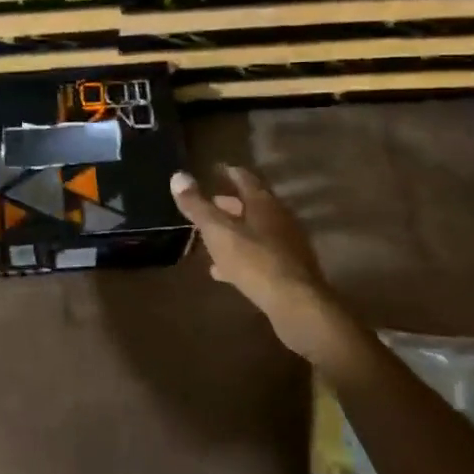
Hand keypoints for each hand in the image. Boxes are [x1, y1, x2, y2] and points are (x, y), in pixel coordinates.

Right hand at [169, 165, 352, 364]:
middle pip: (252, 205)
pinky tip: (224, 270)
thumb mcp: (218, 231)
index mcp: (263, 203)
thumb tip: (177, 175)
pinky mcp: (288, 271)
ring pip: (256, 232)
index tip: (215, 169)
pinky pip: (259, 256)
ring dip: (236, 231)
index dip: (228, 173)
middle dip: (230, 204)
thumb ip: (197, 205)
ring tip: (212, 236)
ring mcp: (287, 245)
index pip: (245, 179)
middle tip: (211, 203)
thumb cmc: (254, 261)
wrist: (296, 304)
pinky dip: (241, 257)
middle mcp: (279, 219)